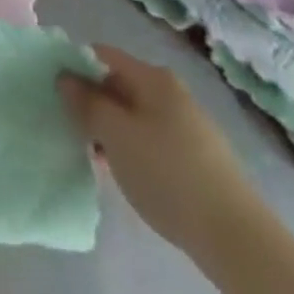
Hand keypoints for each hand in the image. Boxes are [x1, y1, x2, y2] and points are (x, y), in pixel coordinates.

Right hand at [58, 44, 263, 257]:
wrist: (236, 238)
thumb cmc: (167, 174)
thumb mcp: (115, 135)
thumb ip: (86, 102)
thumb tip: (65, 77)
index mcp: (153, 78)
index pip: (102, 55)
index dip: (76, 68)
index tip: (57, 93)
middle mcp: (172, 93)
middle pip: (118, 85)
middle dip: (93, 104)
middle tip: (72, 130)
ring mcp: (188, 126)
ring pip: (134, 116)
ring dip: (111, 131)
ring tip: (95, 158)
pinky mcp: (197, 158)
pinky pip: (152, 140)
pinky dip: (133, 150)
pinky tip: (125, 175)